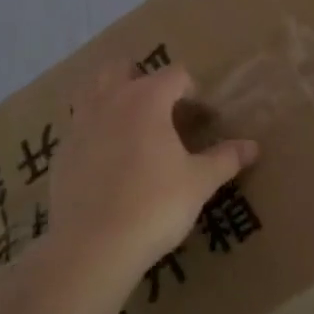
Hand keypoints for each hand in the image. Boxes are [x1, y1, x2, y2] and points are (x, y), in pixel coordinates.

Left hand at [45, 63, 258, 289]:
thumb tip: (253, 146)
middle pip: (122, 68)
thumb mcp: (199, 182)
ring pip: (92, 90)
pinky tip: (106, 159)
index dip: (192, 91)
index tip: (202, 117)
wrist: (94, 245)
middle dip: (142, 79)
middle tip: (162, 109)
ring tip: (130, 124)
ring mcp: (79, 125)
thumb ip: (225, 159)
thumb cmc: (155, 205)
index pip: (174, 75)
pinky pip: (78, 126)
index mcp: (146, 99)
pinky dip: (93, 130)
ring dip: (111, 96)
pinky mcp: (61, 153)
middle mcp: (109, 101)